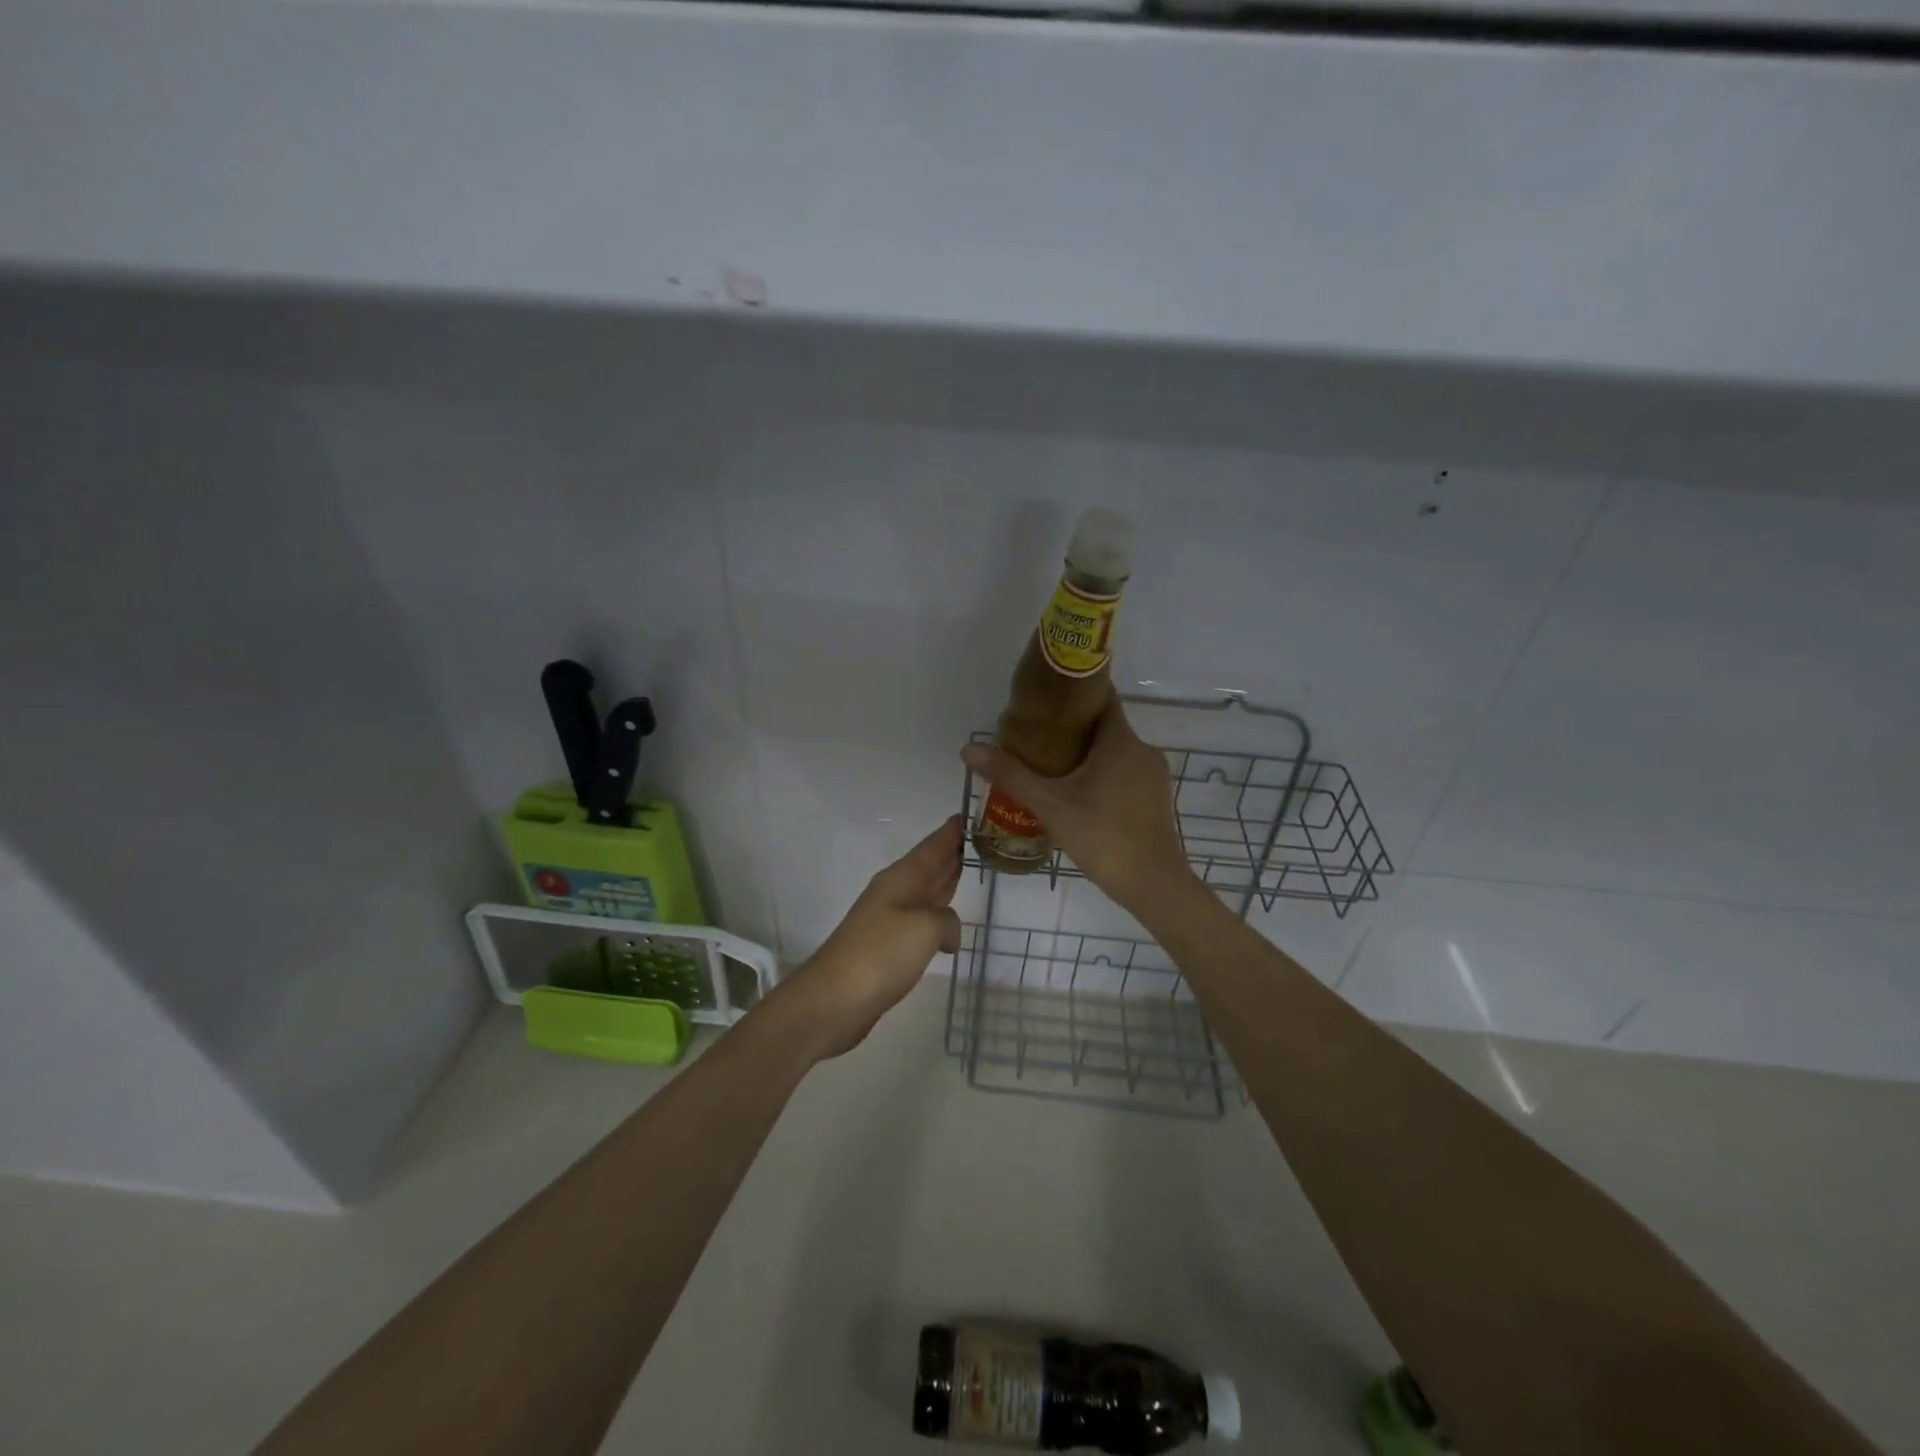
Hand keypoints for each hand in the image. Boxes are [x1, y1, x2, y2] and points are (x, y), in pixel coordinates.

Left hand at [774, 816, 963, 1060]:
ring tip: (968, 871)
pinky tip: (949, 923)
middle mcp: (894, 893)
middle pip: (928, 866)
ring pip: (925, 892)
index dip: (950, 832)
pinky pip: (921, 921)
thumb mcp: (925, 928)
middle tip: (979, 840)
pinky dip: (938, 915)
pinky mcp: (888, 949)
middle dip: (951, 853)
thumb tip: (948, 933)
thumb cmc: (880, 954)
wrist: (834, 1000)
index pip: (932, 847)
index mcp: (901, 879)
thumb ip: (947, 921)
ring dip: (945, 881)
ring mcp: (889, 921)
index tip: (968, 814)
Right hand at [960, 692, 1194, 912]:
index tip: (1043, 697)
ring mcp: (1153, 775)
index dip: (1072, 691)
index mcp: (1121, 741)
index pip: (1101, 696)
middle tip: (1034, 736)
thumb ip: (1011, 775)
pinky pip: (1124, 772)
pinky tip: (1076, 792)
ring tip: (1048, 765)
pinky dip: (1101, 772)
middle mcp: (1142, 750)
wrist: (1154, 886)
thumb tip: (969, 749)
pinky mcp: (1155, 797)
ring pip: (1114, 751)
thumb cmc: (1103, 838)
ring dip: (1085, 752)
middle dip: (1070, 727)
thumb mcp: (1051, 806)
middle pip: (1104, 725)